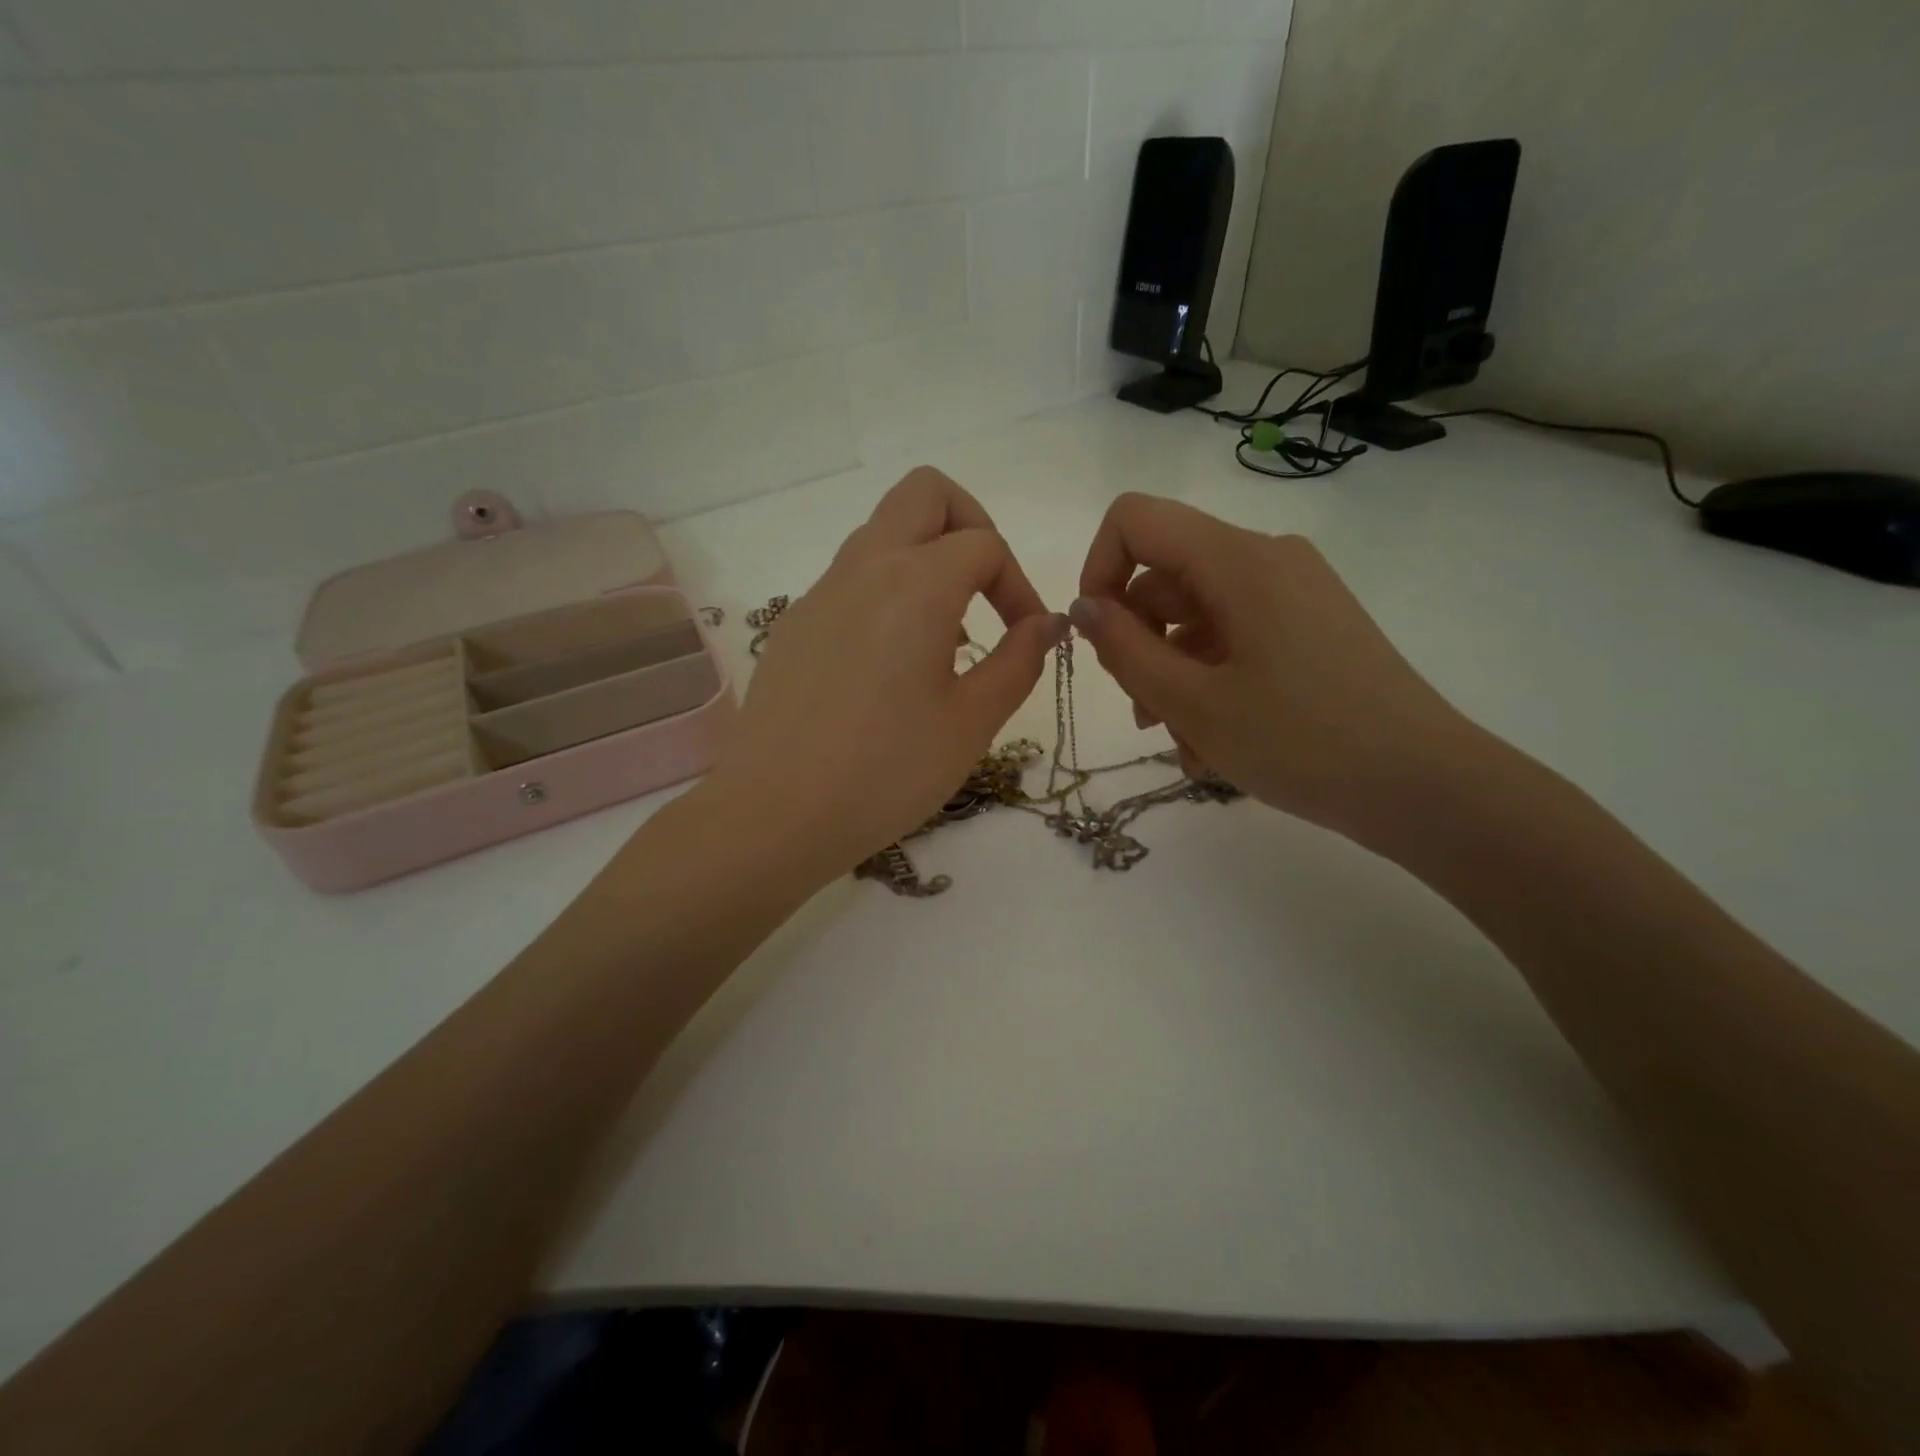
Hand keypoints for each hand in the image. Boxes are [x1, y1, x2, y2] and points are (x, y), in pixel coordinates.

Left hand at [707, 467, 1066, 877]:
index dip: (1019, 584)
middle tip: (986, 589)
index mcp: (915, 584)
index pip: (984, 543)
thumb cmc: (886, 771)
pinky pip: (851, 578)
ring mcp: (820, 593)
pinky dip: (887, 592)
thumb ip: (1018, 661)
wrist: (775, 813)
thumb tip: (1046, 623)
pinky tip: (892, 665)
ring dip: (926, 560)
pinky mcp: (795, 624)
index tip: (1026, 637)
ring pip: (882, 533)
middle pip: (924, 493)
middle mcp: (864, 568)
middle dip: (970, 524)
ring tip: (944, 639)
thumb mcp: (971, 722)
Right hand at [1070, 493, 1469, 846]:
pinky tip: (1213, 742)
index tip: (1099, 639)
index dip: (1098, 571)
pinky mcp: (1309, 626)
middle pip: (1165, 577)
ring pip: (1196, 616)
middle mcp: (1267, 560)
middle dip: (1138, 643)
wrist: (1424, 786)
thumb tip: (1083, 607)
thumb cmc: (1301, 742)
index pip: (1135, 520)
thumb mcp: (1192, 703)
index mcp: (1238, 560)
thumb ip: (1124, 649)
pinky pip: (1234, 636)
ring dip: (1171, 674)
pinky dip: (1209, 680)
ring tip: (1183, 744)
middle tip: (1144, 714)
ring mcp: (1293, 593)